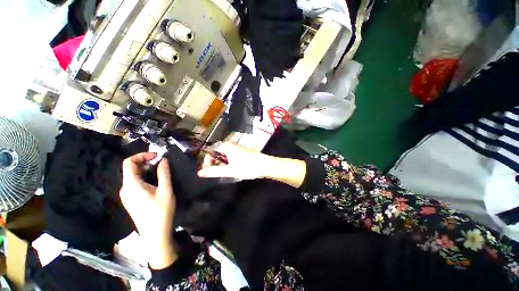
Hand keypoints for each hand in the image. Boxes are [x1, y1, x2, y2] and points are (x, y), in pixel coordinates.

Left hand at [120, 153, 176, 269]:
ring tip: (160, 172)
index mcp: (131, 185)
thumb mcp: (166, 190)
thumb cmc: (161, 211)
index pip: (129, 163)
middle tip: (161, 164)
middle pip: (130, 169)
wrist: (155, 233)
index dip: (142, 155)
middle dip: (146, 162)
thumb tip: (163, 160)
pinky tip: (155, 182)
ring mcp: (127, 195)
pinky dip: (144, 177)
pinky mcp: (131, 200)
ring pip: (133, 176)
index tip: (156, 156)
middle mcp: (125, 189)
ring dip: (146, 170)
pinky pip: (135, 183)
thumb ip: (164, 173)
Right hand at [198, 142, 306, 187]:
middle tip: (216, 173)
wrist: (265, 165)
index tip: (207, 172)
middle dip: (215, 163)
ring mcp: (237, 148)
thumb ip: (214, 171)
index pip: (210, 151)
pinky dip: (228, 163)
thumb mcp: (229, 171)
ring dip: (222, 164)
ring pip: (224, 155)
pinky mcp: (241, 152)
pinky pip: (230, 156)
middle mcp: (231, 145)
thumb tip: (200, 173)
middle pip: (217, 153)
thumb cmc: (247, 167)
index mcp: (226, 146)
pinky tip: (232, 169)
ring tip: (225, 172)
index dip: (207, 162)